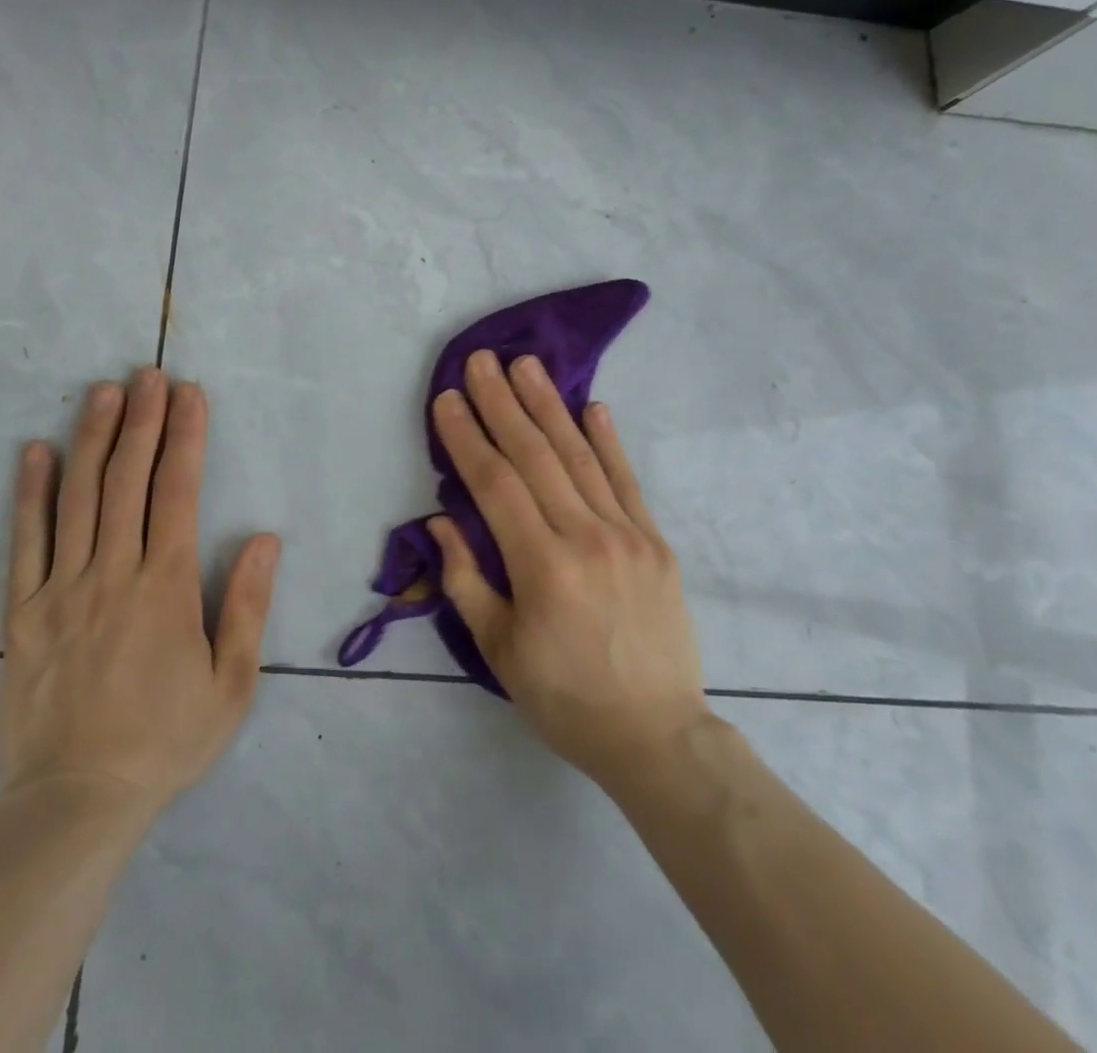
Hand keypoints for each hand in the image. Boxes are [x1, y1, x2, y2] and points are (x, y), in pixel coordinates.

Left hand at [0, 367, 279, 818]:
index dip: (185, 437)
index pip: (177, 492)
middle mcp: (113, 572)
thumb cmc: (165, 741)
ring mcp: (63, 588)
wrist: (76, 801)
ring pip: (78, 498)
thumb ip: (247, 606)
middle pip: (127, 480)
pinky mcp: (24, 611)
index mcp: (165, 587)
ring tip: (102, 392)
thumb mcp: (231, 684)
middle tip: (148, 374)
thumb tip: (265, 538)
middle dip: (141, 421)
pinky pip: (27, 540)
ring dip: (91, 439)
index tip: (189, 395)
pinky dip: (31, 493)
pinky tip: (36, 452)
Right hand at [430, 350, 710, 794]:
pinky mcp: (656, 543)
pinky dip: (609, 441)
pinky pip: (627, 481)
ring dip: (550, 406)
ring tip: (526, 365)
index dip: (468, 438)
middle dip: (503, 403)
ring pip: (581, 457)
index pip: (495, 484)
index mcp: (542, 568)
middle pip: (536, 456)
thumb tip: (441, 521)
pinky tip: (594, 406)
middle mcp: (586, 538)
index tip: (447, 399)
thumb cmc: (563, 698)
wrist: (656, 735)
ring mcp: (628, 536)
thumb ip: (466, 580)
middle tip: (481, 360)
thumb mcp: (499, 650)